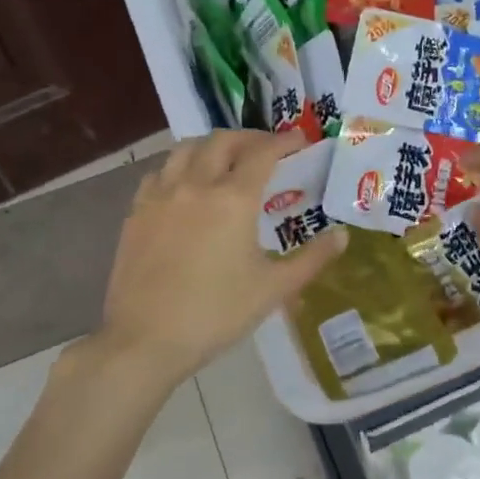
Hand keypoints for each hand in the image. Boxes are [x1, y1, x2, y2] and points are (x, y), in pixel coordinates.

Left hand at [91, 130, 347, 389]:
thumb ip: (312, 259)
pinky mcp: (136, 213)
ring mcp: (161, 196)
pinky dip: (178, 168)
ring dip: (211, 146)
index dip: (284, 141)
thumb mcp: (274, 289)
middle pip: (222, 141)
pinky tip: (185, 186)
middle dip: (248, 138)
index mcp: (233, 199)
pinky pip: (159, 173)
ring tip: (225, 160)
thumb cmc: (216, 314)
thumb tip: (343, 236)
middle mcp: (196, 185)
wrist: (146, 340)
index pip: (263, 153)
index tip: (299, 140)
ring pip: (185, 150)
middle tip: (266, 149)